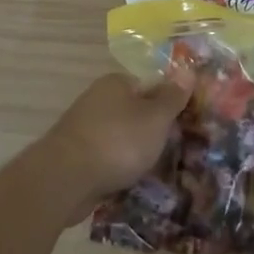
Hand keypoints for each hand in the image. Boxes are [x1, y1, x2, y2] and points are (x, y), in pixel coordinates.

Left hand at [44, 73, 190, 209]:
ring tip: (158, 171)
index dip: (169, 104)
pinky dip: (119, 168)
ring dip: (136, 153)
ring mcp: (85, 128)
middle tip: (176, 150)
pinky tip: (132, 183)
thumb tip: (187, 70)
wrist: (66, 179)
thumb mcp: (155, 117)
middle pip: (135, 112)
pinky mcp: (77, 156)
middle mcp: (98, 100)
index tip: (186, 125)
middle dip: (153, 131)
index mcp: (116, 83)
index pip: (150, 86)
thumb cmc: (118, 141)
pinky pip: (107, 158)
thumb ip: (172, 97)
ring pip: (121, 137)